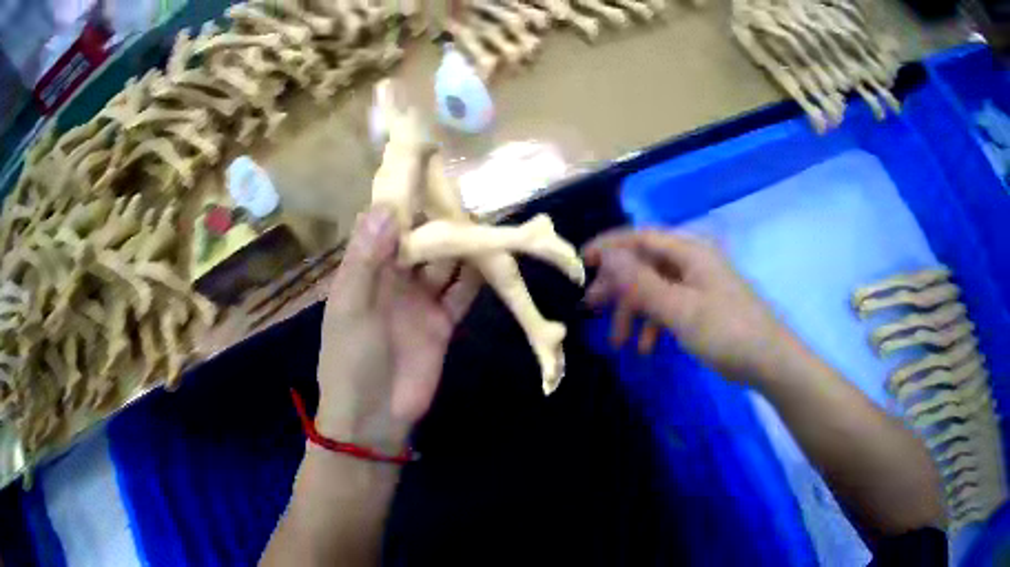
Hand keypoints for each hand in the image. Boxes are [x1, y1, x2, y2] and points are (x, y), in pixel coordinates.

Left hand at [316, 207, 479, 452]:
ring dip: (460, 245)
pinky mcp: (442, 322)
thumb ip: (366, 259)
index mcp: (365, 271)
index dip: (403, 201)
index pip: (385, 226)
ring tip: (483, 219)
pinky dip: (474, 277)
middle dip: (438, 220)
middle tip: (464, 193)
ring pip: (444, 263)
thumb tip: (385, 205)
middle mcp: (393, 279)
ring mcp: (420, 301)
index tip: (425, 172)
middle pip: (420, 241)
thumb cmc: (350, 360)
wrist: (374, 418)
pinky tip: (490, 257)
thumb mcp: (350, 308)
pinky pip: (461, 293)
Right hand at [583, 229, 795, 383]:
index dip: (609, 247)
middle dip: (618, 287)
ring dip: (634, 312)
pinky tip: (647, 348)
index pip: (640, 237)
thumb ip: (642, 282)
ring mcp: (699, 285)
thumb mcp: (679, 309)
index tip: (580, 263)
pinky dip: (654, 324)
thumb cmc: (726, 332)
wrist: (769, 361)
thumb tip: (608, 255)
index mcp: (689, 252)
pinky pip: (670, 307)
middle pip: (645, 264)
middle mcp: (693, 262)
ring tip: (619, 343)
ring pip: (655, 289)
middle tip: (591, 308)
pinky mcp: (703, 306)